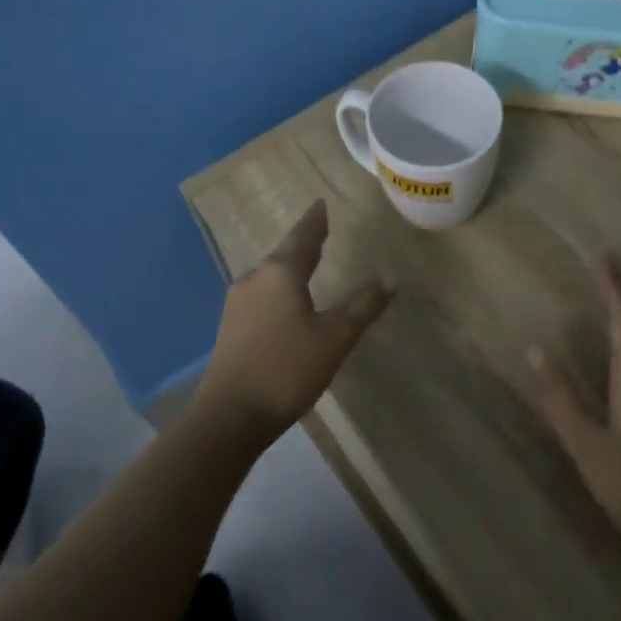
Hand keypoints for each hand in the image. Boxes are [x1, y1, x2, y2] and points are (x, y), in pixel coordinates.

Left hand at [192, 201, 394, 444]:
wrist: (229, 417)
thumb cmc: (287, 369)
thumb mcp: (335, 337)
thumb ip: (363, 306)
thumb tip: (391, 278)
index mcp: (280, 273)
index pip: (303, 237)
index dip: (315, 221)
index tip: (320, 204)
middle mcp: (255, 280)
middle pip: (284, 254)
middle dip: (305, 243)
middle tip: (321, 231)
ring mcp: (238, 304)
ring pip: (271, 276)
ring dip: (291, 267)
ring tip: (309, 264)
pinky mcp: (231, 328)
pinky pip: (262, 295)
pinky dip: (280, 289)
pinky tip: (287, 302)